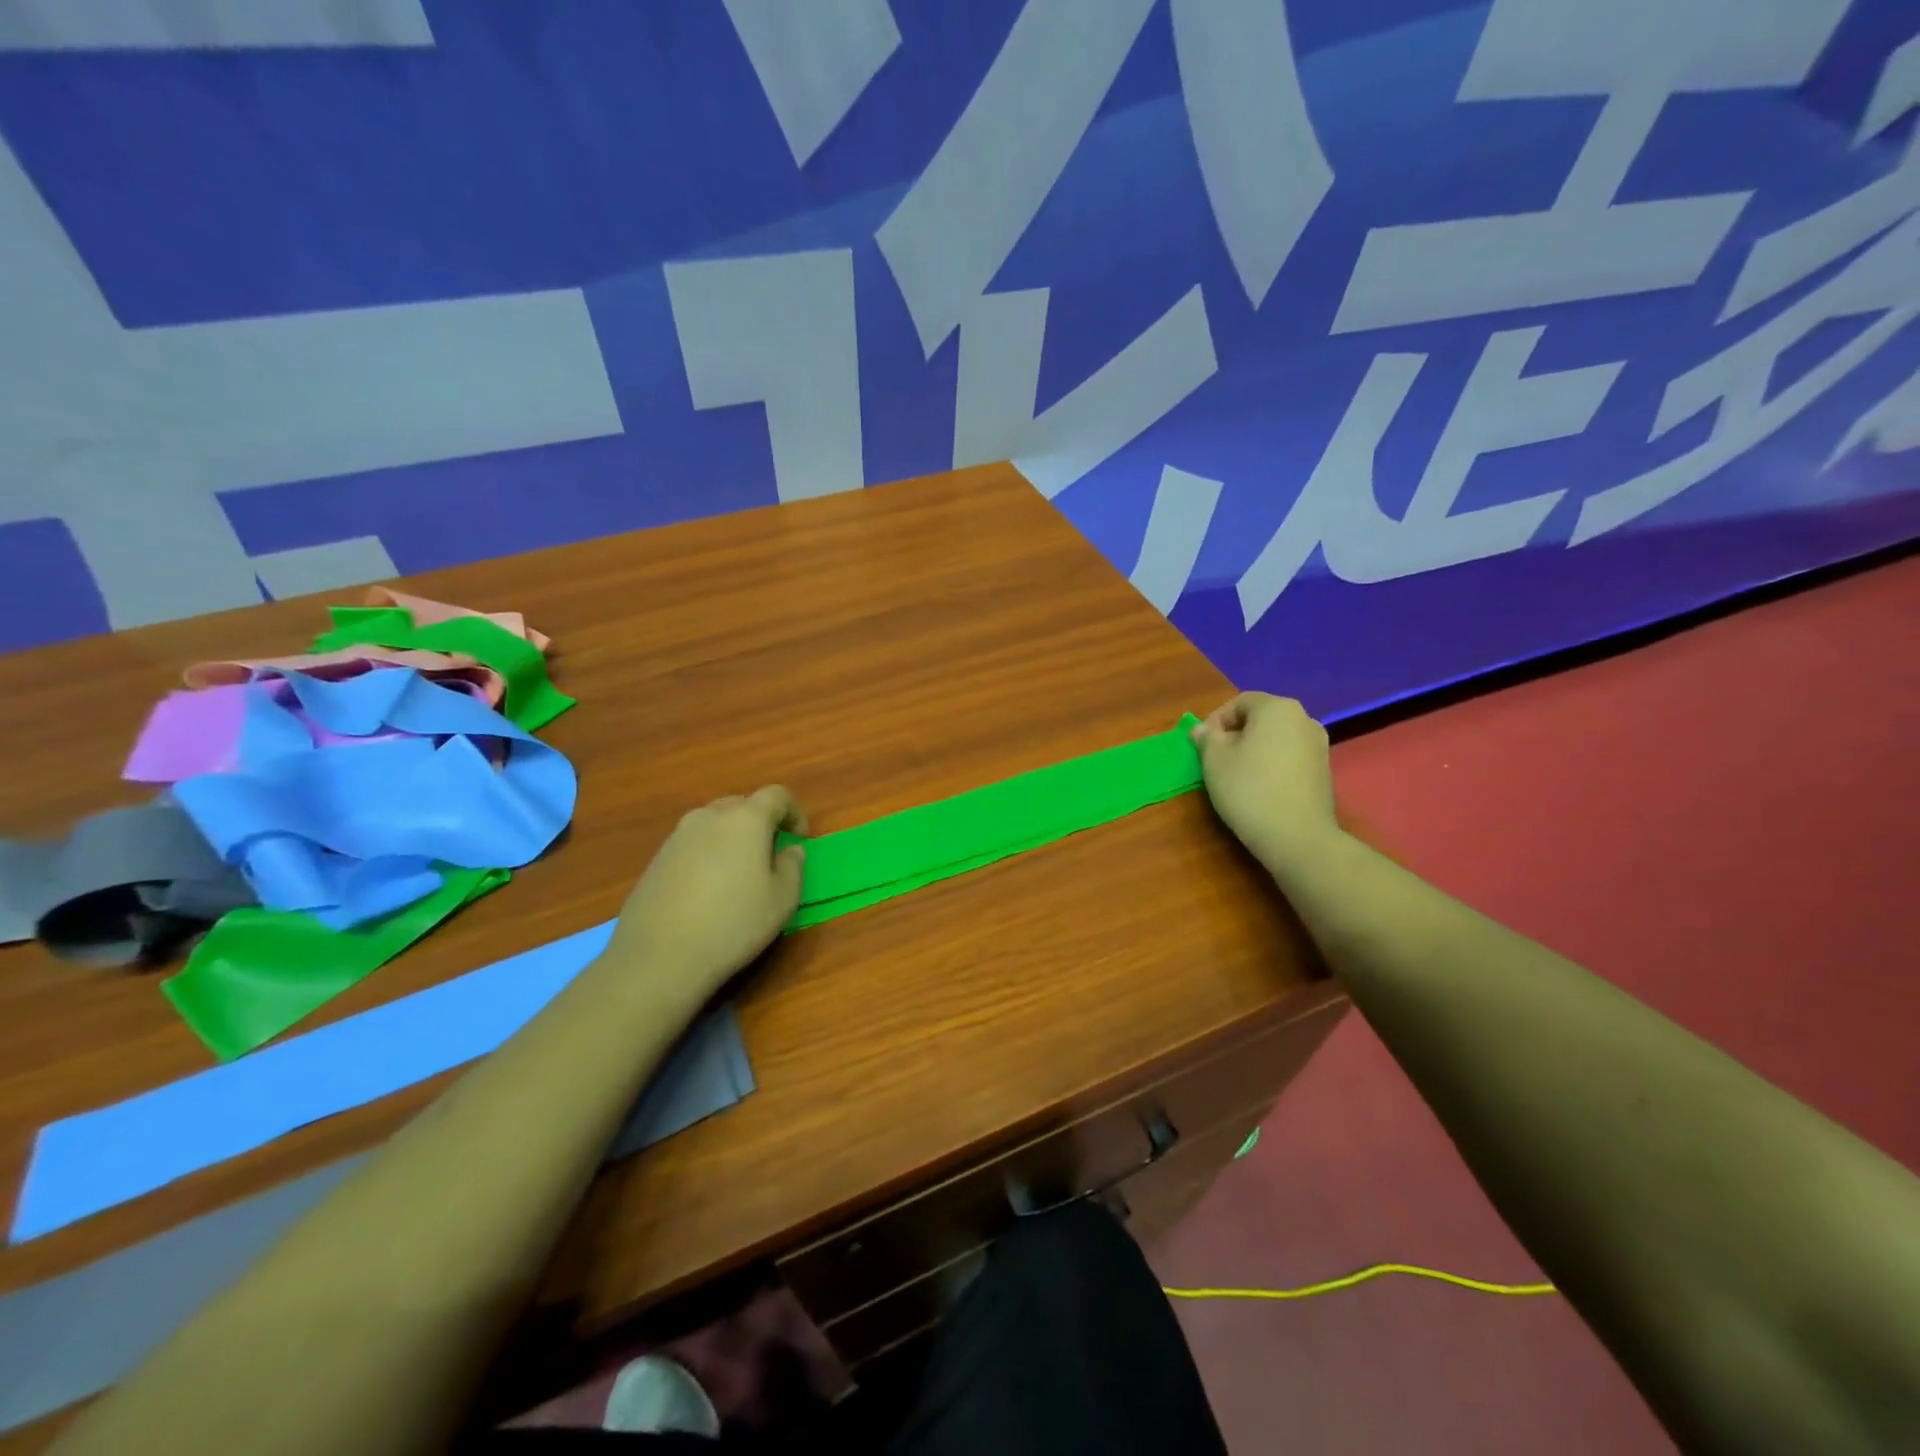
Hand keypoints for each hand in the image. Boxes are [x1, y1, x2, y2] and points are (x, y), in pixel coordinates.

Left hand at [611, 786, 808, 995]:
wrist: (658, 957)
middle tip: (769, 855)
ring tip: (738, 874)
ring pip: (714, 824)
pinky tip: (707, 891)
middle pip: (742, 805)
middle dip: (761, 823)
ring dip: (732, 838)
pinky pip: (692, 844)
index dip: (794, 812)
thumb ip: (793, 866)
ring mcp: (678, 836)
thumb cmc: (733, 923)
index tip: (798, 839)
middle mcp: (710, 816)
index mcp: (746, 819)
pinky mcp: (656, 858)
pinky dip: (707, 854)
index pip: (776, 795)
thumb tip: (790, 850)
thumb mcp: (782, 900)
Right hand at [1192, 693, 1340, 877]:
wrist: (1297, 836)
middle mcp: (1304, 718)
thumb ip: (1207, 738)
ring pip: (1277, 738)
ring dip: (1254, 749)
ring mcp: (1319, 745)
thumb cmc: (1248, 788)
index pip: (1239, 702)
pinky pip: (1290, 757)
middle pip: (1261, 718)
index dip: (1216, 720)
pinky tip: (1260, 787)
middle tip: (1216, 759)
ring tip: (1237, 774)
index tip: (1202, 744)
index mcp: (1277, 707)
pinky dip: (1272, 764)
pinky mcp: (1324, 770)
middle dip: (1236, 734)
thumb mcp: (1214, 760)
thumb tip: (1202, 730)